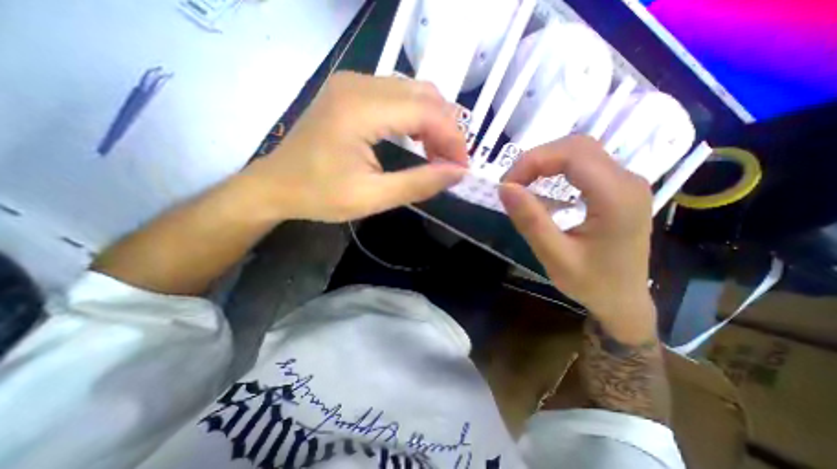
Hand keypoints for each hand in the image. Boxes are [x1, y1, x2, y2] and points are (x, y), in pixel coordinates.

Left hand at [242, 70, 469, 220]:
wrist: (276, 185)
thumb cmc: (319, 195)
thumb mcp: (372, 197)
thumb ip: (419, 184)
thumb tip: (457, 173)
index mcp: (360, 109)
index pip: (427, 111)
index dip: (452, 138)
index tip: (461, 166)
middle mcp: (359, 84)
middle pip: (425, 95)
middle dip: (447, 130)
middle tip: (450, 163)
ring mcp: (353, 84)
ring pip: (414, 92)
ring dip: (434, 123)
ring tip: (437, 155)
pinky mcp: (352, 92)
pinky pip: (398, 96)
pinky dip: (417, 118)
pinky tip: (418, 140)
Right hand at [496, 135, 652, 332]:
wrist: (624, 300)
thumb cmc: (591, 283)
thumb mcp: (555, 257)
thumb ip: (530, 221)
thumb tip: (504, 187)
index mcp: (617, 197)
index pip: (571, 154)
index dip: (532, 161)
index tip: (506, 185)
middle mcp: (627, 181)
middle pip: (576, 146)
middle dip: (537, 159)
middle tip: (512, 184)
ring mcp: (626, 182)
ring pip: (580, 150)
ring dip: (545, 161)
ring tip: (523, 184)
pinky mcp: (618, 188)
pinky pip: (584, 163)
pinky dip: (556, 168)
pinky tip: (543, 186)